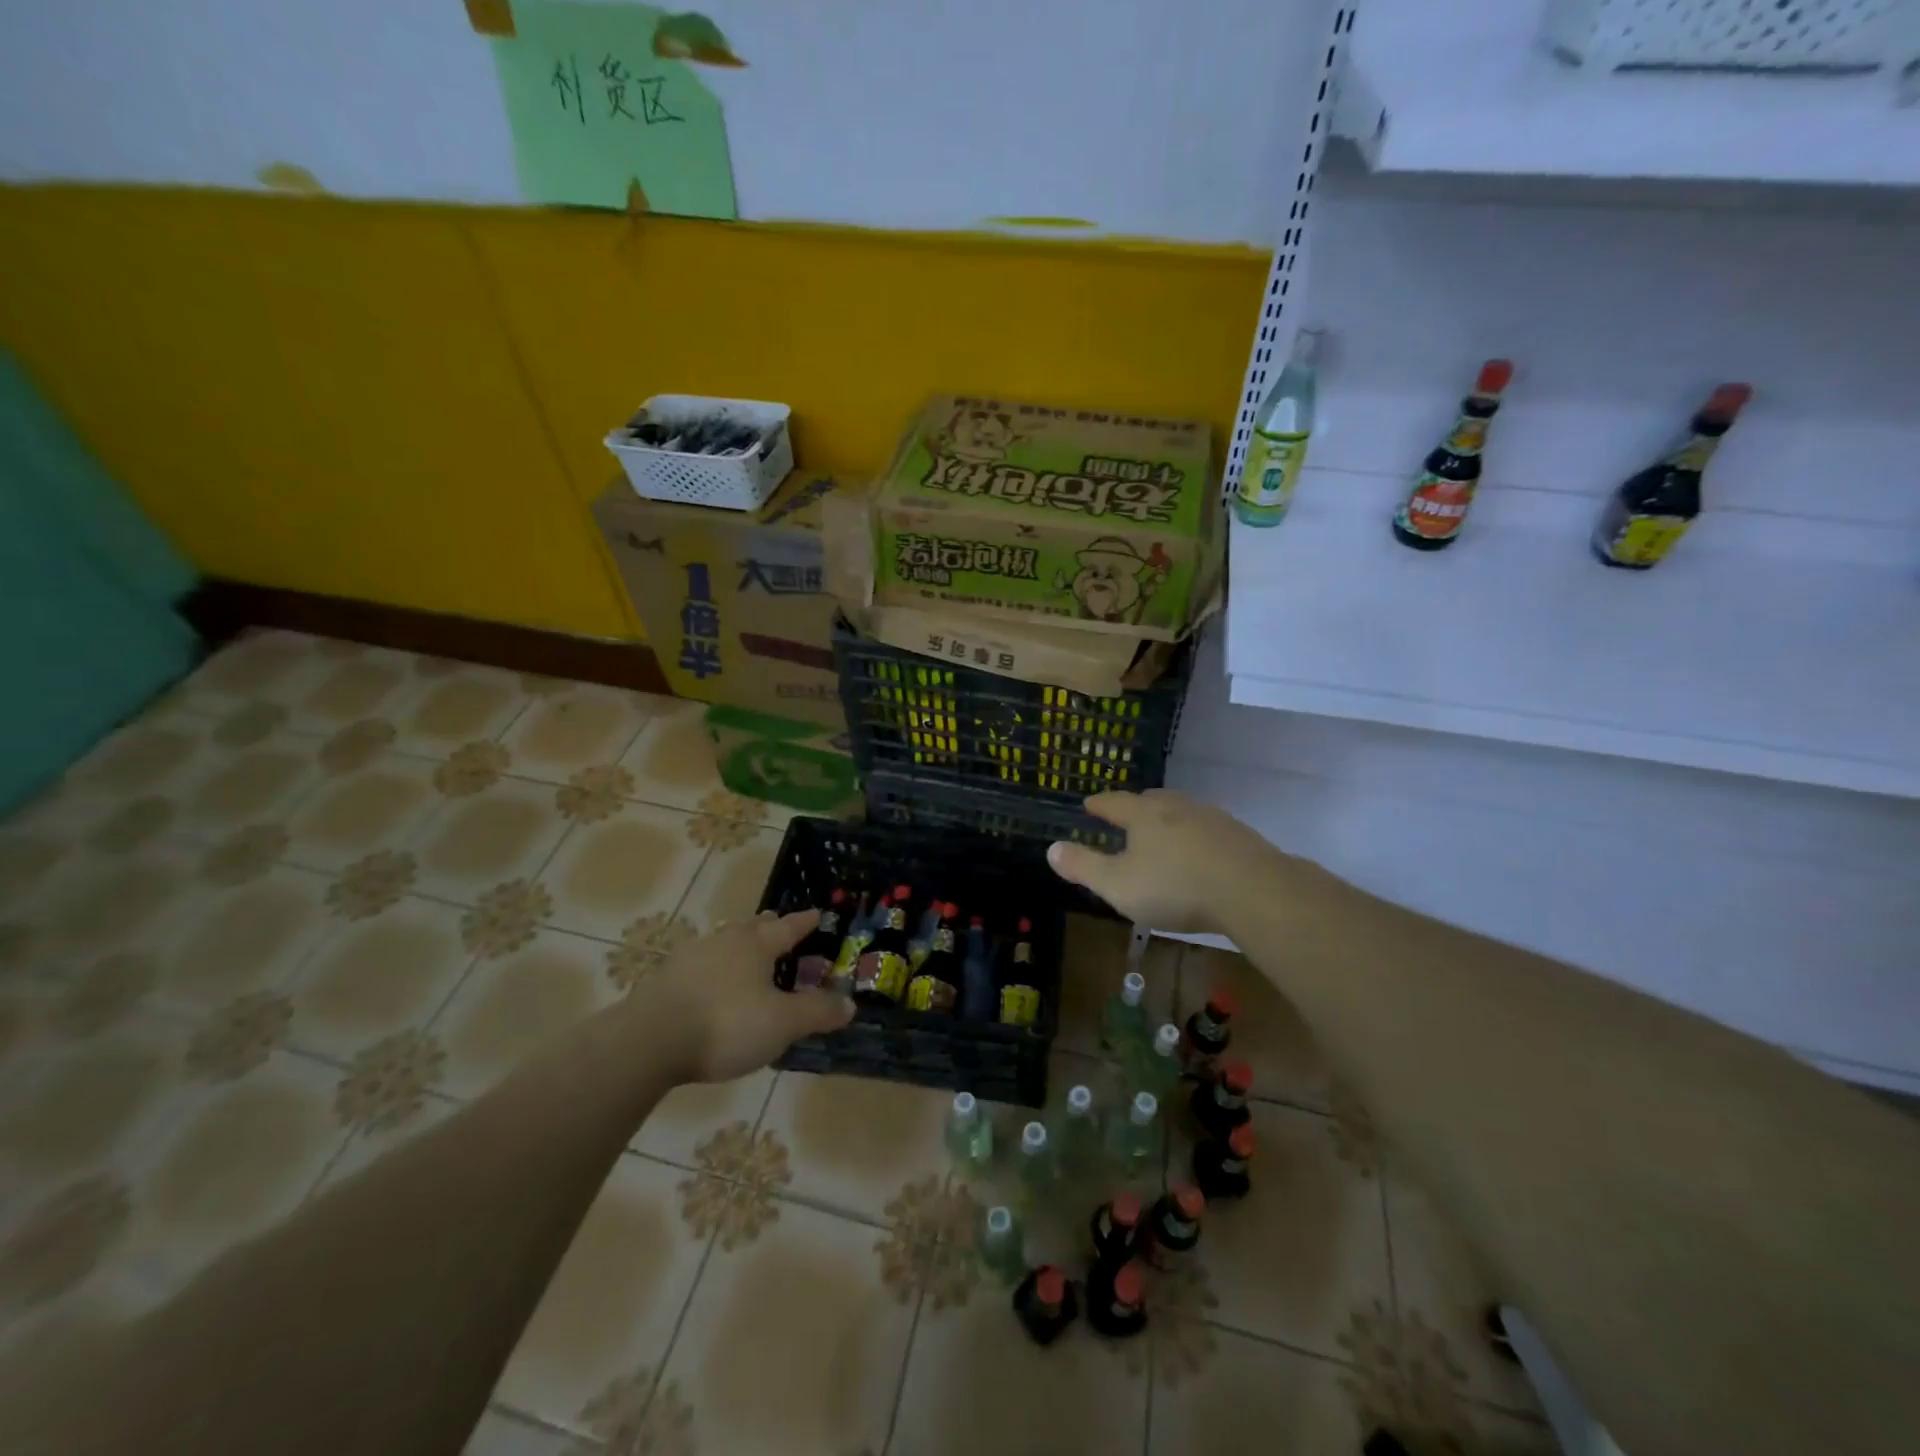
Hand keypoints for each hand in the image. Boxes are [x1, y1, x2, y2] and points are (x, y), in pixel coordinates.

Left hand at [629, 910, 854, 1084]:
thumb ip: (817, 1012)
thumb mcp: (782, 1023)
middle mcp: (724, 941)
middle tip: (779, 926)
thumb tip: (849, 1004)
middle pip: (752, 928)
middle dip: (769, 927)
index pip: (788, 927)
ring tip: (745, 955)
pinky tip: (710, 986)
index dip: (805, 922)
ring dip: (738, 947)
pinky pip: (699, 966)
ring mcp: (690, 958)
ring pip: (723, 944)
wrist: (647, 1041)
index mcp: (756, 945)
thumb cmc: (726, 1024)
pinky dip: (713, 970)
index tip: (817, 914)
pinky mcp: (664, 980)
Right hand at [1047, 790, 1281, 933]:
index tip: (1088, 804)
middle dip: (1134, 808)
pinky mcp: (1239, 835)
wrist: (1253, 891)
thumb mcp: (1118, 884)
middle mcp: (1176, 807)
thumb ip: (1083, 866)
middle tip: (1125, 816)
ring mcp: (1211, 818)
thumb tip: (1051, 848)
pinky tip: (1199, 853)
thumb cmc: (1175, 887)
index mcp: (1143, 815)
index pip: (1113, 802)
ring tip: (1161, 833)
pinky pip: (1207, 830)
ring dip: (1167, 820)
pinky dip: (1195, 837)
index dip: (1099, 804)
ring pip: (1181, 812)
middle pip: (1150, 800)